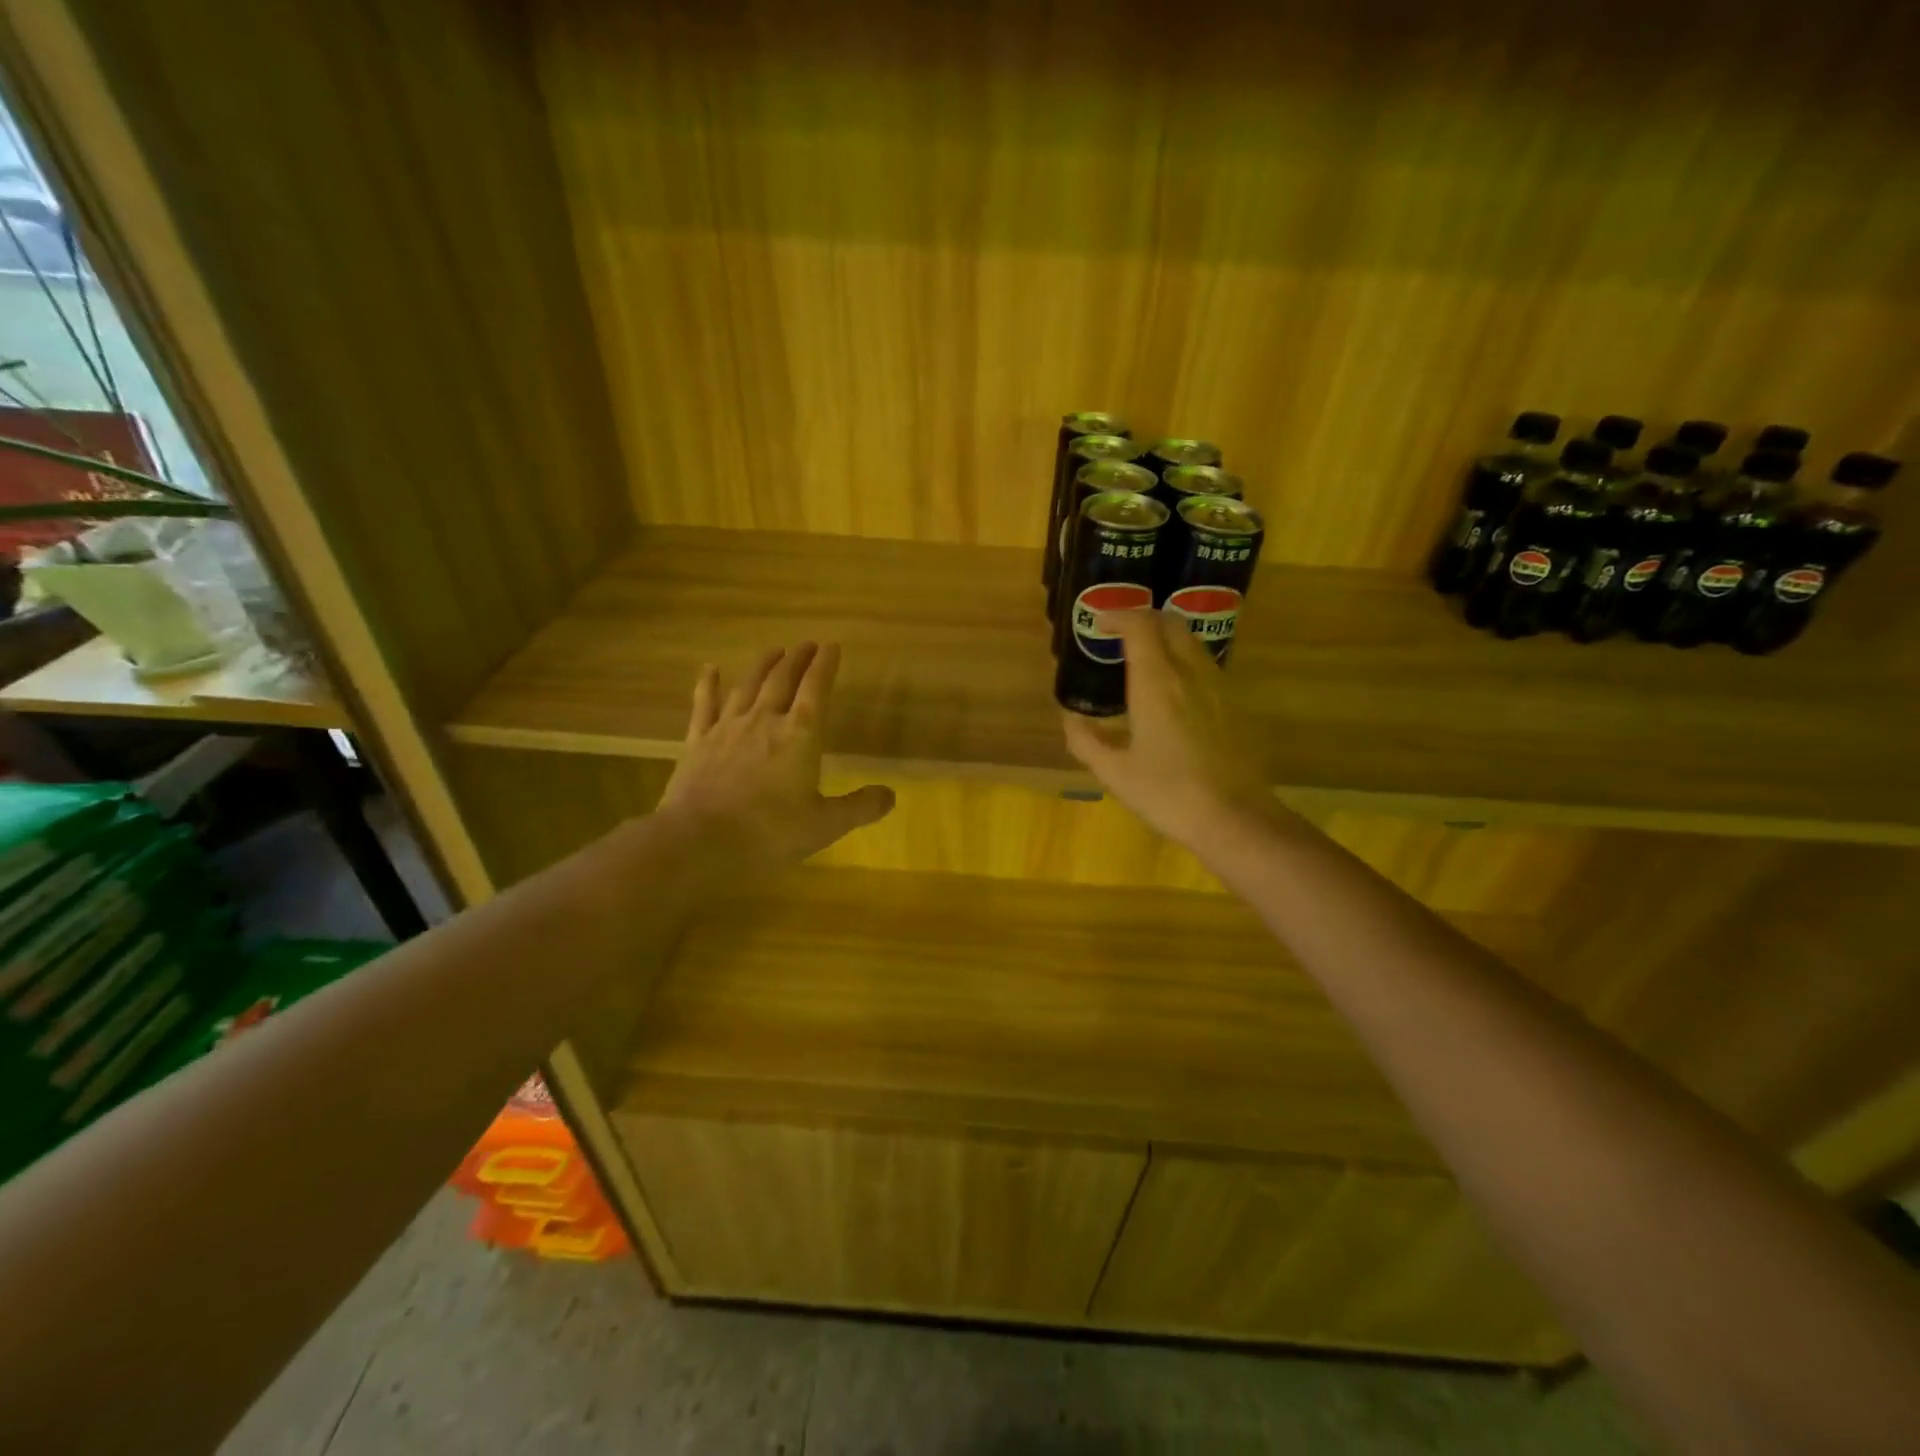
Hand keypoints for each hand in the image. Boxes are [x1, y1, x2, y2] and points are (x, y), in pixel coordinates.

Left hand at [657, 642, 893, 877]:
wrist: (698, 841)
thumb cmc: (769, 832)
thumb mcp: (825, 825)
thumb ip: (859, 807)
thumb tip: (890, 795)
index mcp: (800, 735)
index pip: (816, 689)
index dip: (826, 665)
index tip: (832, 646)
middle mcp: (764, 720)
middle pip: (783, 679)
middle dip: (798, 658)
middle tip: (807, 644)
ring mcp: (727, 727)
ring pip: (748, 685)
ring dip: (763, 665)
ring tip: (774, 650)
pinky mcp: (698, 741)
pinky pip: (704, 704)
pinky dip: (708, 684)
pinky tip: (710, 669)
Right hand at [1061, 609, 1276, 855]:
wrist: (1235, 817)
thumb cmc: (1167, 793)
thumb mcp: (1115, 772)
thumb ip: (1087, 741)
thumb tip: (1071, 720)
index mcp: (1156, 682)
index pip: (1140, 626)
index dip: (1118, 616)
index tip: (1099, 624)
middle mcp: (1189, 673)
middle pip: (1171, 623)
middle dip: (1144, 619)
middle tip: (1121, 635)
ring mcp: (1217, 686)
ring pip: (1192, 642)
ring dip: (1166, 638)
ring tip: (1143, 660)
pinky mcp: (1233, 704)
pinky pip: (1205, 665)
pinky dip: (1183, 660)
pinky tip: (1171, 691)